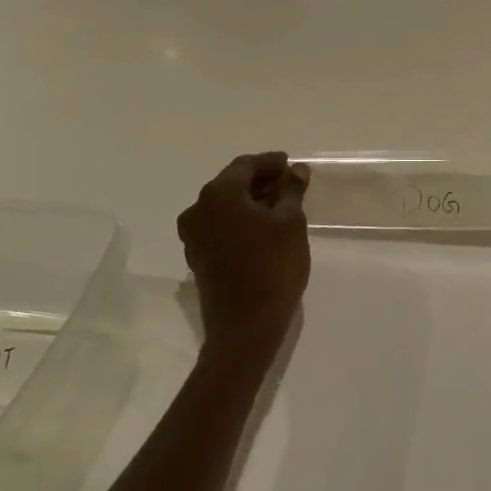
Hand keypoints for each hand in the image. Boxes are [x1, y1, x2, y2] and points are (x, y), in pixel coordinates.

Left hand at [178, 152, 311, 352]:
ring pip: (225, 205)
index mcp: (219, 193)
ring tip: (281, 205)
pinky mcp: (198, 256)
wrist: (244, 328)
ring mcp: (194, 235)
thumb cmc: (272, 267)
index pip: (246, 165)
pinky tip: (264, 227)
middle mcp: (198, 208)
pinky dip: (240, 219)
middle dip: (261, 180)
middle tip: (290, 183)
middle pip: (233, 183)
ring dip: (251, 201)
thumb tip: (296, 170)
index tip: (292, 165)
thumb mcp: (291, 223)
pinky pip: (220, 225)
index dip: (272, 162)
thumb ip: (292, 190)